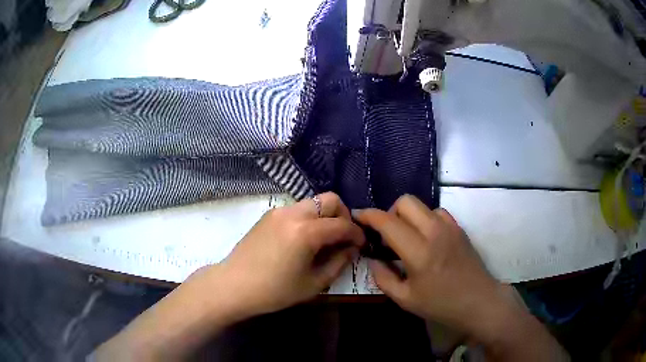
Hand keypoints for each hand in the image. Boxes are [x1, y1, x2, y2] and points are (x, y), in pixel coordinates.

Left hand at [206, 192, 364, 317]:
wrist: (233, 285)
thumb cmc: (274, 291)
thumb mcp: (313, 283)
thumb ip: (338, 262)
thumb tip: (352, 248)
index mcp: (306, 231)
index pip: (343, 224)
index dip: (357, 234)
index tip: (361, 245)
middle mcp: (294, 213)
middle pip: (330, 200)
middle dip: (343, 216)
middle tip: (342, 237)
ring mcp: (279, 211)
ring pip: (313, 202)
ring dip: (325, 216)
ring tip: (323, 240)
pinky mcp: (269, 214)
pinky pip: (297, 209)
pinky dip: (309, 218)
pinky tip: (303, 240)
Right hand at [354, 195, 566, 360]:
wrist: (479, 301)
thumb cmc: (442, 304)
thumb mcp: (405, 299)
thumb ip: (383, 277)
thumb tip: (373, 259)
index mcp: (419, 252)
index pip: (387, 222)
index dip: (368, 215)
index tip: (357, 216)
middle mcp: (434, 231)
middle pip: (405, 201)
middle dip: (390, 212)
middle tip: (387, 234)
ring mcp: (450, 227)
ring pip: (421, 204)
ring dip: (408, 215)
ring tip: (407, 237)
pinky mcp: (459, 228)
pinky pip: (437, 212)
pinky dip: (425, 219)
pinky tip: (426, 238)